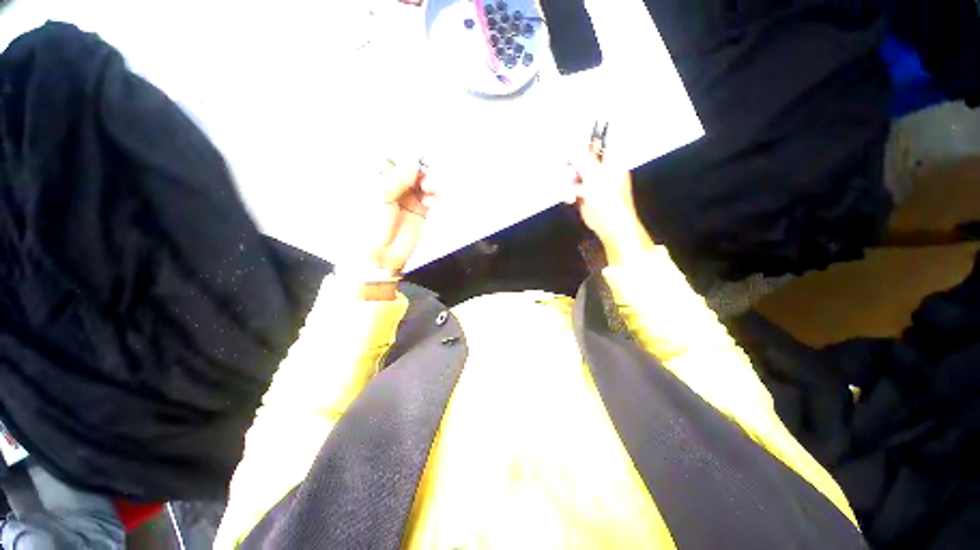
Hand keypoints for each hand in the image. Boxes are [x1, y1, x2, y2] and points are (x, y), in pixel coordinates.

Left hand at [345, 158, 433, 297]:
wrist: (376, 256)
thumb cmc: (367, 224)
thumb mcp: (377, 195)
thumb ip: (397, 177)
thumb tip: (414, 162)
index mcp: (374, 177)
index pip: (391, 156)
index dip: (403, 153)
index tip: (415, 151)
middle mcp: (392, 185)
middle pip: (411, 167)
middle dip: (421, 167)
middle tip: (425, 170)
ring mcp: (407, 198)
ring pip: (423, 181)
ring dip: (430, 180)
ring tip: (430, 187)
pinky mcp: (420, 210)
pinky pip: (431, 197)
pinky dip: (434, 194)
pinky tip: (431, 198)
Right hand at [566, 143, 653, 265]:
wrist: (608, 223)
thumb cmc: (608, 198)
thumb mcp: (594, 174)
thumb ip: (581, 160)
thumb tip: (571, 148)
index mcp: (610, 162)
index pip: (597, 146)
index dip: (584, 146)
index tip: (572, 149)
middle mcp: (602, 172)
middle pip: (582, 162)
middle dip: (573, 168)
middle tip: (571, 173)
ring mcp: (593, 185)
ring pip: (575, 177)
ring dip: (570, 184)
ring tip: (573, 192)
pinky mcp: (585, 197)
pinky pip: (573, 190)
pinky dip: (570, 194)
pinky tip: (572, 199)